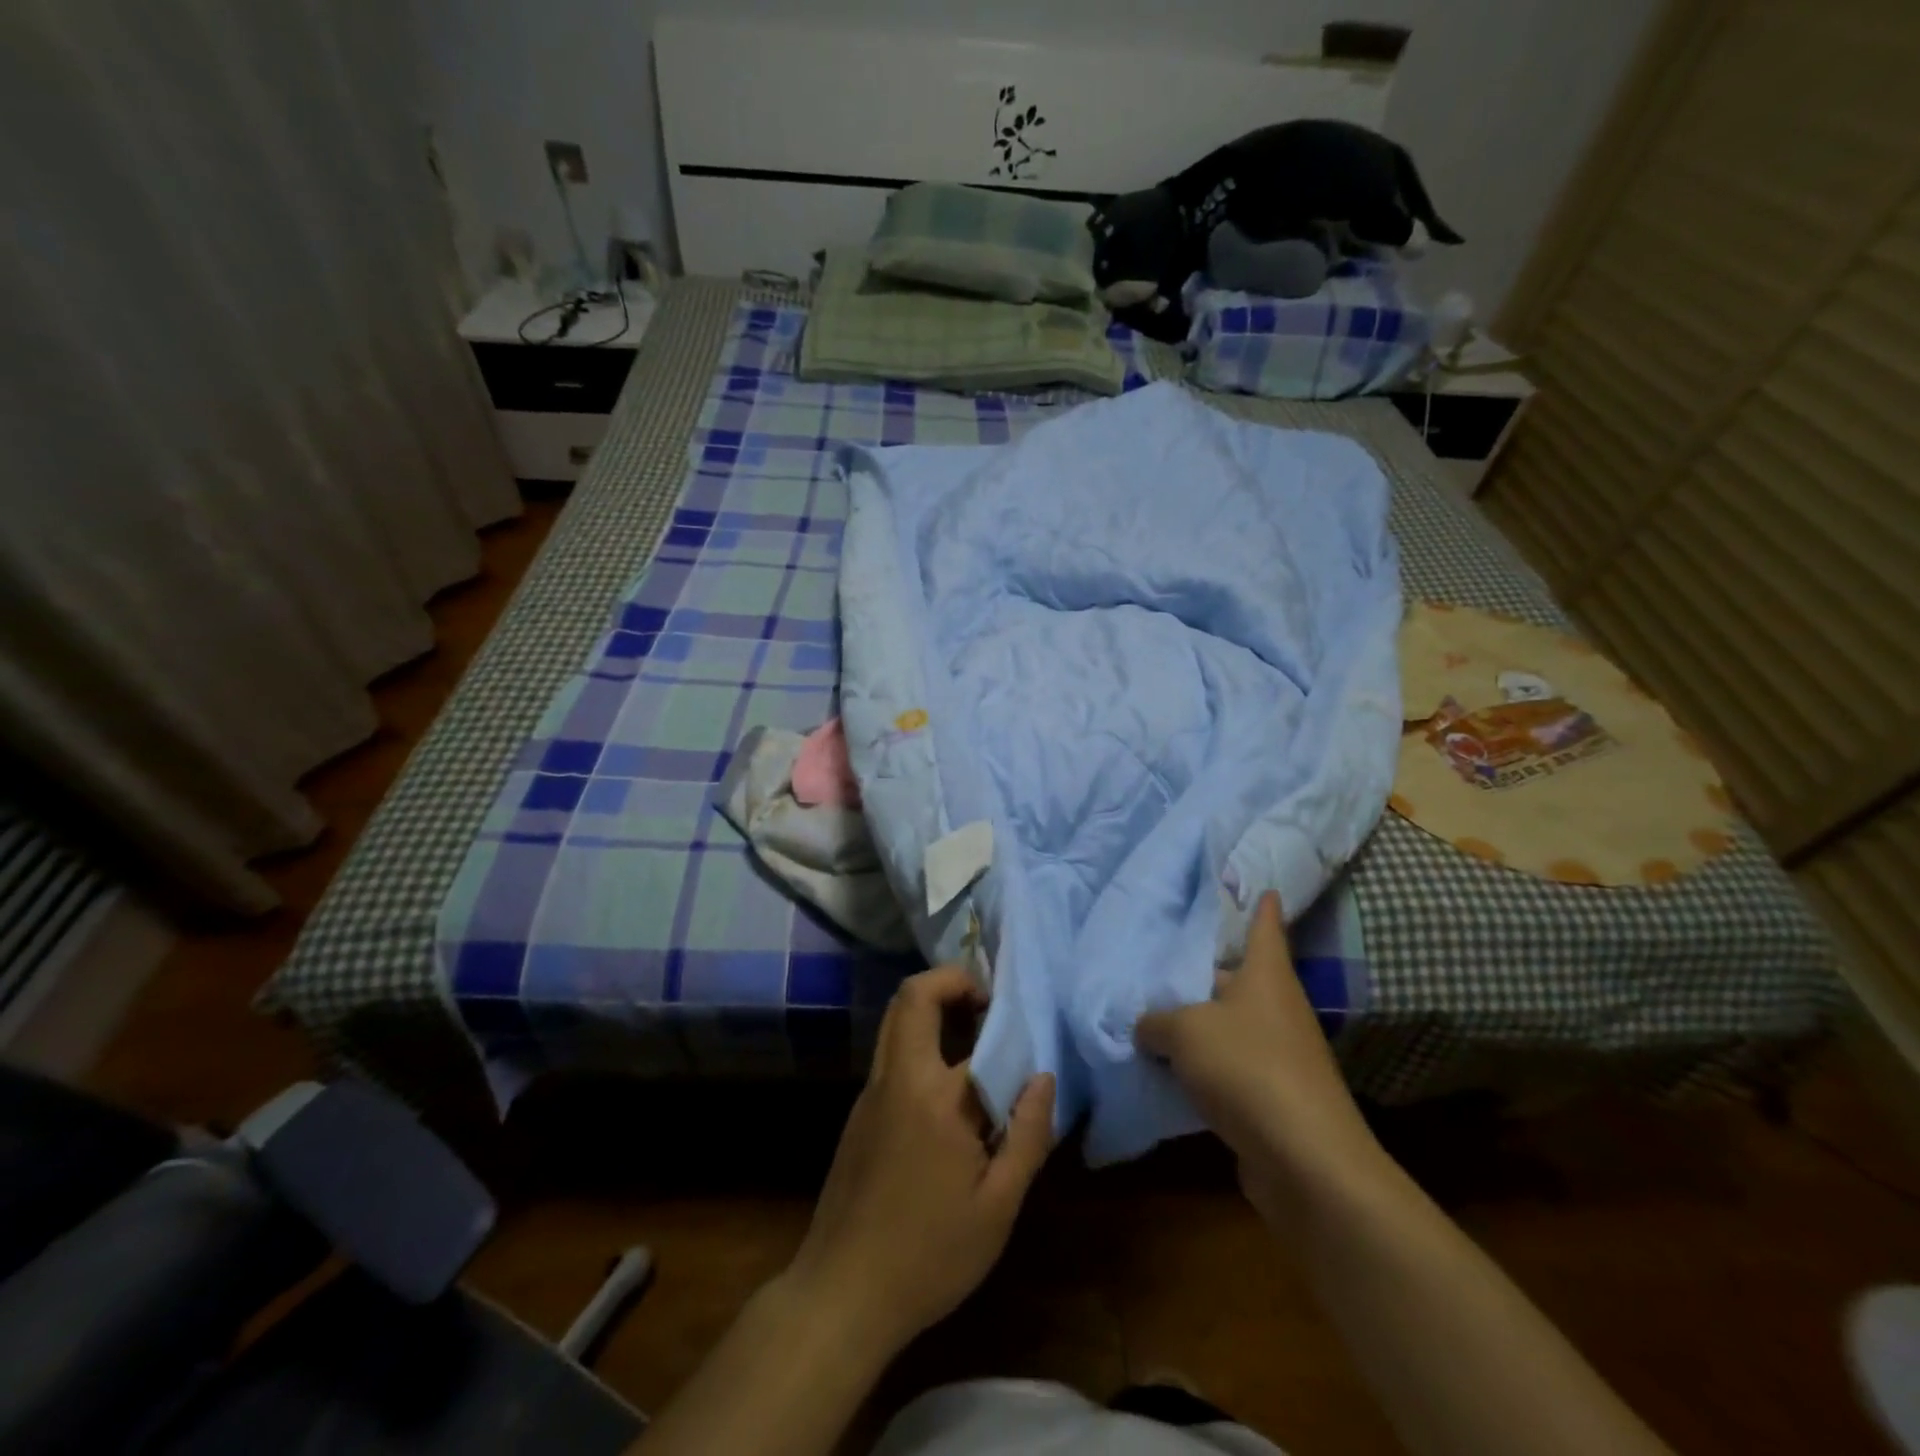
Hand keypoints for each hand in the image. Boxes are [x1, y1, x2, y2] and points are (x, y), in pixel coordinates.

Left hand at [783, 965, 1055, 1356]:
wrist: (840, 1294)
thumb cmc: (929, 1255)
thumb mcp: (998, 1207)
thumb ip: (1028, 1134)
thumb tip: (1042, 1076)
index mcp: (934, 1095)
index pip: (968, 1025)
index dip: (998, 1014)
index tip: (1021, 1024)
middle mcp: (895, 1077)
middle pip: (911, 995)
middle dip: (951, 982)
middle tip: (987, 1009)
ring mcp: (870, 1092)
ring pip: (896, 1021)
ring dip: (933, 1012)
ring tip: (975, 1045)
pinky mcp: (858, 1112)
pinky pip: (891, 1054)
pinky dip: (920, 1045)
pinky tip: (947, 1095)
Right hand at [1136, 892, 1383, 1221]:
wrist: (1305, 1160)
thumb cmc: (1248, 1068)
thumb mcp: (1186, 1031)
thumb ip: (1156, 1021)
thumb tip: (1144, 1026)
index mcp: (1266, 975)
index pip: (1265, 926)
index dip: (1260, 905)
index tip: (1260, 885)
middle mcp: (1278, 1008)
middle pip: (1238, 977)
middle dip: (1204, 970)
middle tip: (1161, 956)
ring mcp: (1280, 1055)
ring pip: (1230, 1025)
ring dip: (1198, 1024)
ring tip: (1152, 1012)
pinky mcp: (1273, 1097)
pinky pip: (1229, 1069)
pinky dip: (1202, 1068)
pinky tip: (1168, 1070)